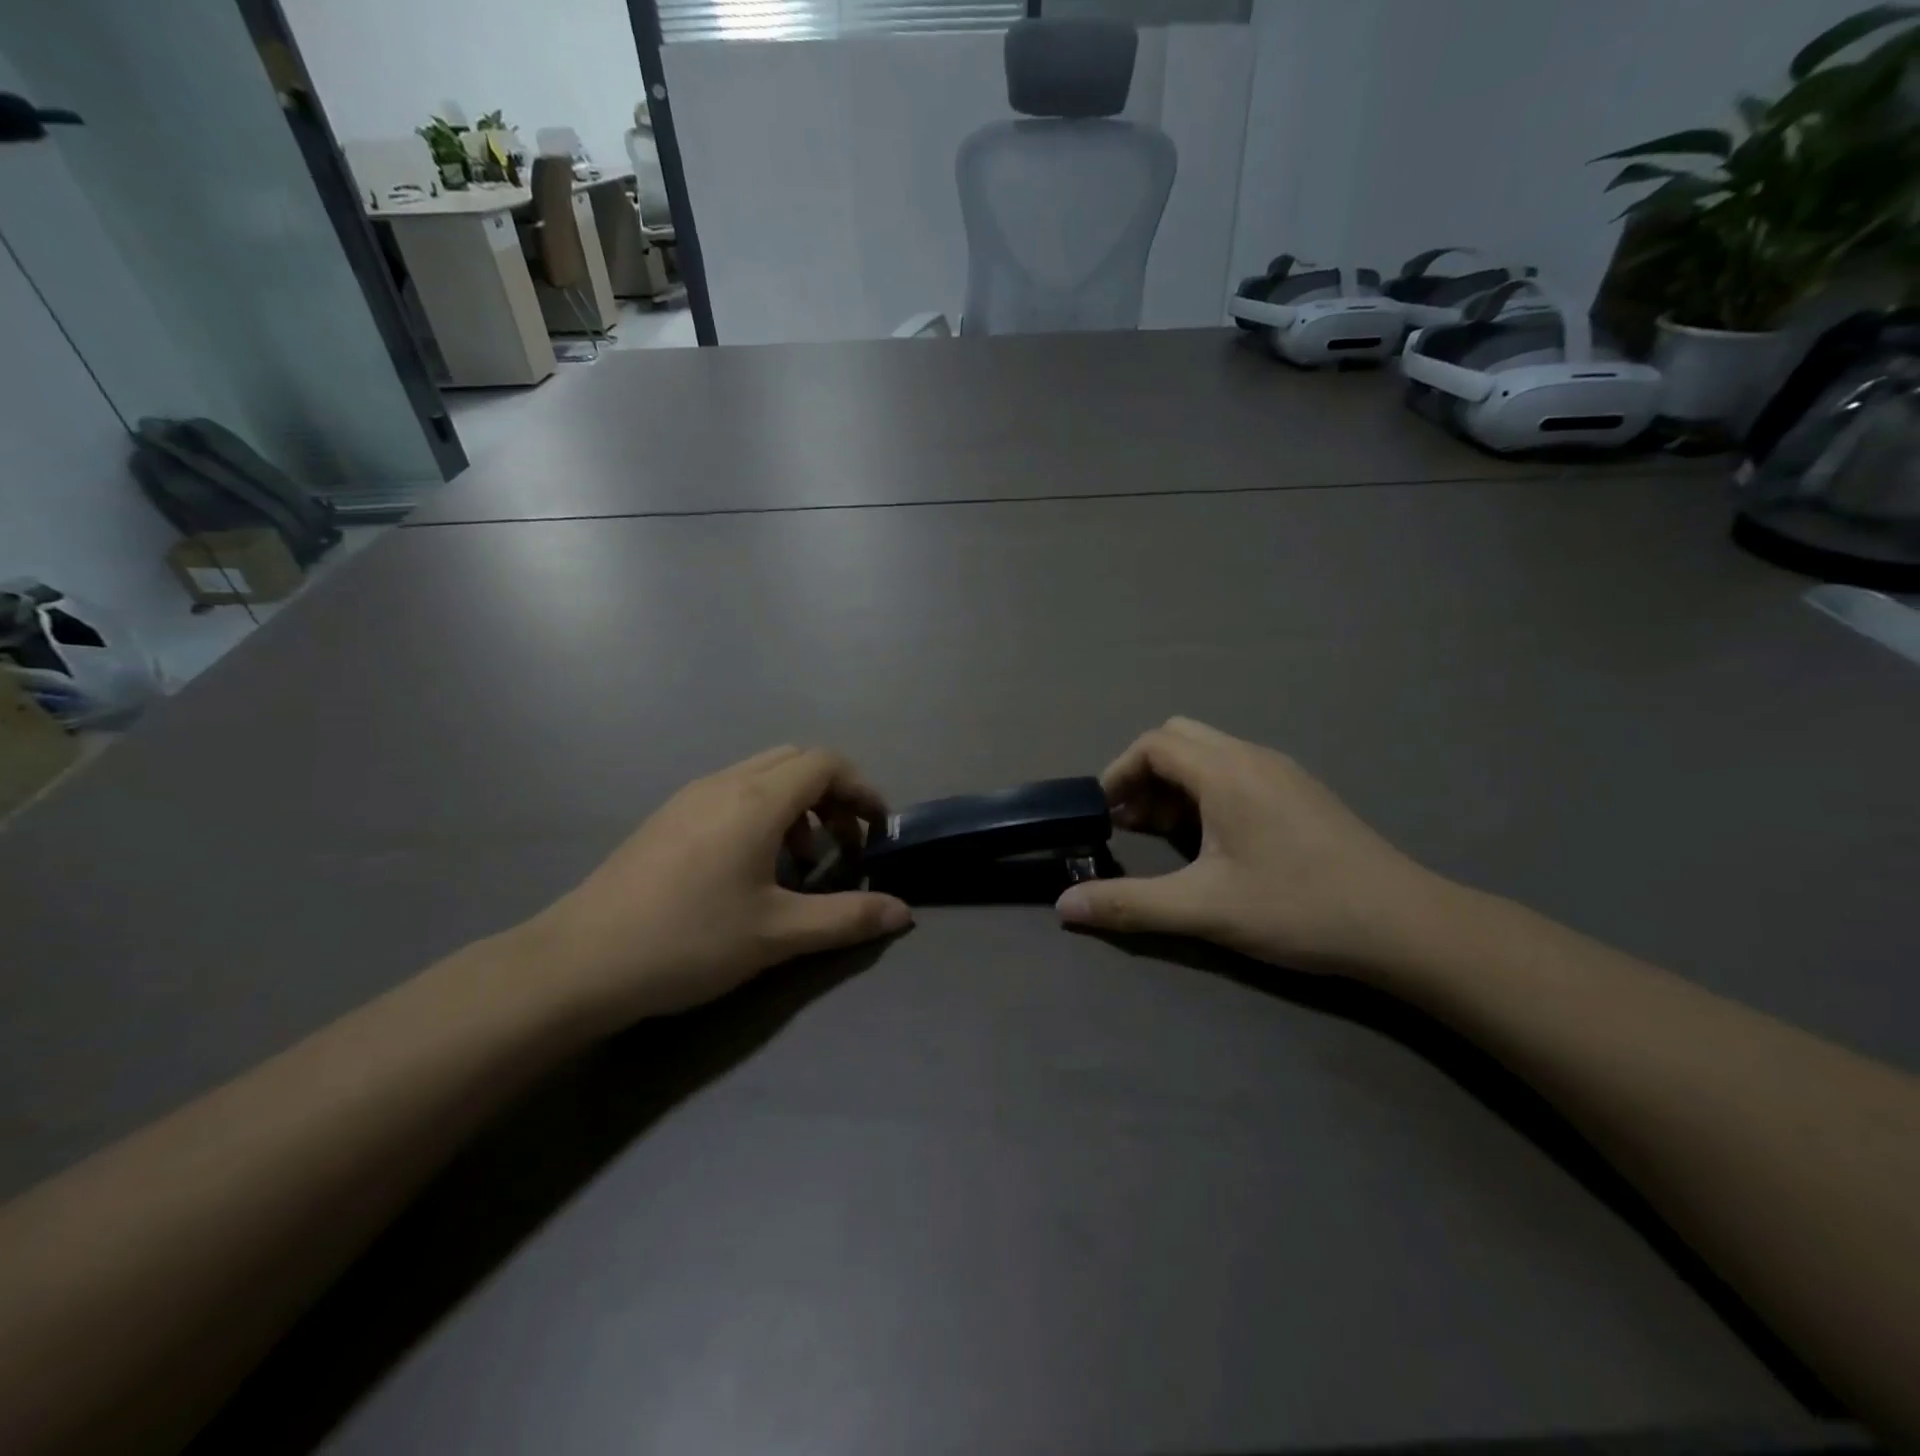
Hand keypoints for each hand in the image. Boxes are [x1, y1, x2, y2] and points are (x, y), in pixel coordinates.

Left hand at [523, 747, 911, 1025]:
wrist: (578, 962)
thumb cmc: (688, 941)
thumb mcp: (777, 934)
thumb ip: (847, 918)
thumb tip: (904, 912)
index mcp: (756, 800)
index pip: (826, 763)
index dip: (862, 790)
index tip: (876, 832)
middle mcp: (725, 783)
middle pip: (796, 760)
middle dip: (833, 794)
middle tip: (844, 845)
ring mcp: (690, 797)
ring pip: (762, 775)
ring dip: (797, 805)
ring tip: (800, 862)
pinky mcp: (667, 817)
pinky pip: (732, 793)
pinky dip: (763, 812)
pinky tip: (751, 868)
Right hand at [1056, 718, 1448, 974]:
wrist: (1404, 925)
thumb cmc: (1297, 907)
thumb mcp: (1204, 909)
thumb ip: (1129, 904)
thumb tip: (1064, 906)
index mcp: (1226, 771)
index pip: (1154, 744)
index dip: (1118, 773)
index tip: (1103, 815)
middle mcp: (1252, 757)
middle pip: (1179, 739)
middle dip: (1145, 775)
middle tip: (1133, 825)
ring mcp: (1282, 773)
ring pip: (1210, 755)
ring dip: (1176, 785)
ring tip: (1166, 837)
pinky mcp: (1300, 793)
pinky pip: (1237, 772)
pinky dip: (1206, 793)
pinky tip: (1214, 843)